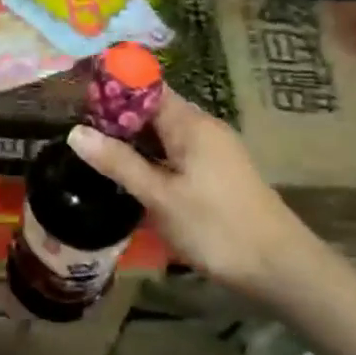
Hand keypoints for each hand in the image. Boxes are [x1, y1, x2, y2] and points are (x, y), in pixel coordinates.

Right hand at [69, 87, 308, 298]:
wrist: (280, 267)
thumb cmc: (216, 227)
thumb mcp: (160, 197)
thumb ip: (118, 162)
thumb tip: (75, 132)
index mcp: (190, 123)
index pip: (146, 87)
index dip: (113, 87)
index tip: (77, 99)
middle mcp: (203, 127)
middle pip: (153, 109)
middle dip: (116, 117)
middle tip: (77, 132)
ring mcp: (213, 150)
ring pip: (163, 133)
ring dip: (133, 141)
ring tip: (94, 153)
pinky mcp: (217, 173)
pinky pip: (176, 152)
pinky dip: (151, 158)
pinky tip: (130, 177)